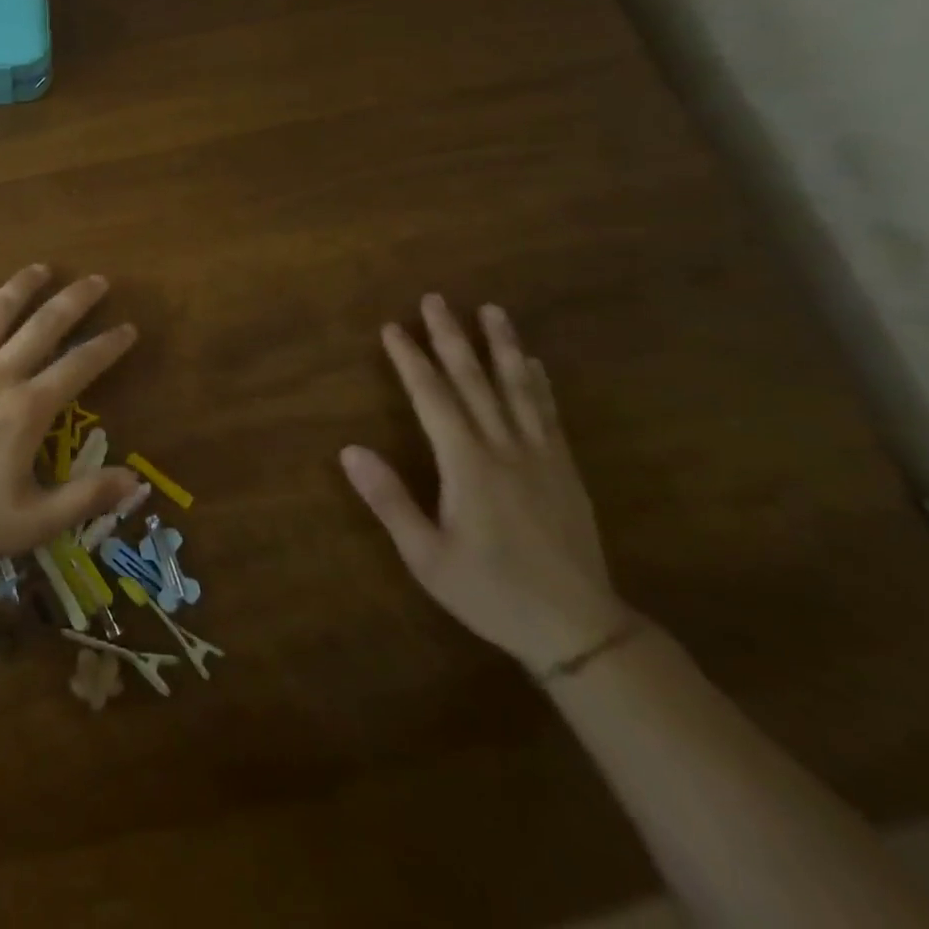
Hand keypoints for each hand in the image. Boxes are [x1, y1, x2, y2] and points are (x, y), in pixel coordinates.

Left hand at [0, 265, 140, 568]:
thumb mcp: (32, 522)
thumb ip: (85, 498)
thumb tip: (134, 481)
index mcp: (28, 408)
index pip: (80, 365)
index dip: (108, 345)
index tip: (128, 328)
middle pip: (45, 324)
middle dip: (75, 299)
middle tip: (96, 280)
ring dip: (22, 286)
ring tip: (41, 268)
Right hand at [341, 294, 630, 674]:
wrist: (580, 629)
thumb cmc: (490, 592)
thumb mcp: (426, 555)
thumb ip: (389, 499)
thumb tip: (349, 449)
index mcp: (468, 464)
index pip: (433, 397)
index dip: (411, 360)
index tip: (393, 327)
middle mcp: (505, 448)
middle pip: (475, 380)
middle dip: (451, 337)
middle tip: (436, 299)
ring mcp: (541, 456)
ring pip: (518, 388)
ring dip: (502, 346)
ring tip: (492, 310)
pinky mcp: (565, 469)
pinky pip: (548, 413)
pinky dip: (537, 383)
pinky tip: (532, 363)